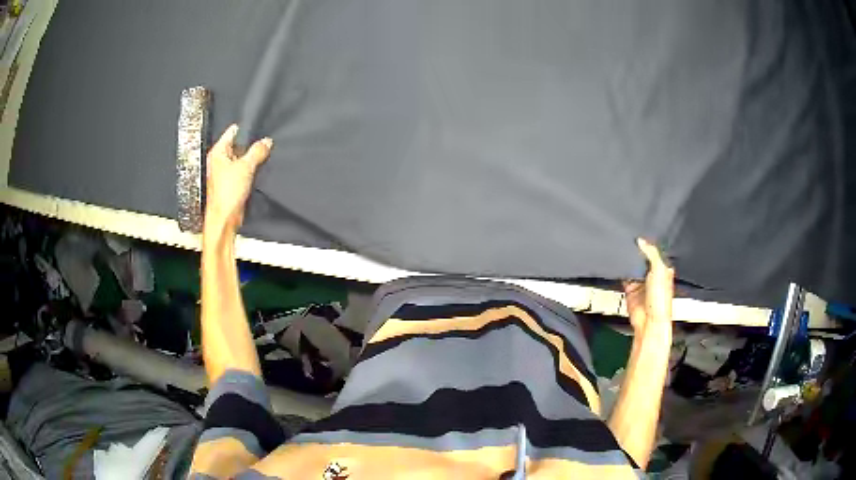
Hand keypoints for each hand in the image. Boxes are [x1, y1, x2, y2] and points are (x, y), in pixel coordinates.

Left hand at [204, 124, 272, 233]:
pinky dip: (250, 171)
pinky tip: (257, 173)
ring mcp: (225, 172)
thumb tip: (266, 142)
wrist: (224, 218)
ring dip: (251, 161)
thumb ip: (257, 151)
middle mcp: (219, 161)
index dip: (246, 130)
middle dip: (251, 147)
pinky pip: (243, 171)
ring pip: (242, 159)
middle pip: (239, 146)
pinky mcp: (231, 183)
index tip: (259, 129)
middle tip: (263, 147)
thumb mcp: (245, 167)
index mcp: (217, 152)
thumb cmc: (226, 195)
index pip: (232, 132)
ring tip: (260, 161)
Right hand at [622, 238, 674, 332]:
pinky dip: (621, 272)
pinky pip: (624, 277)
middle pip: (642, 259)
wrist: (649, 321)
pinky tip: (618, 264)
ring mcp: (641, 283)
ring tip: (622, 249)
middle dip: (637, 252)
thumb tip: (641, 240)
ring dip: (628, 262)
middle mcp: (652, 276)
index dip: (648, 245)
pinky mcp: (630, 289)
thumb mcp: (659, 270)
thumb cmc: (660, 300)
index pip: (655, 253)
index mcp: (664, 270)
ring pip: (633, 267)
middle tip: (628, 240)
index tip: (640, 233)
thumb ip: (651, 253)